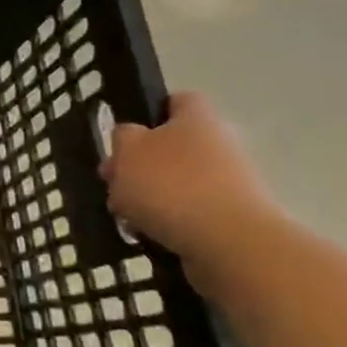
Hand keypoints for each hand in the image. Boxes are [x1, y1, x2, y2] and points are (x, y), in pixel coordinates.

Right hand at [99, 93, 281, 271]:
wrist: (231, 245)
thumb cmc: (172, 185)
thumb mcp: (128, 151)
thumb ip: (123, 137)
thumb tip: (130, 137)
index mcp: (198, 118)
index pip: (176, 101)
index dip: (149, 113)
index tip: (124, 135)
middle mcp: (220, 145)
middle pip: (172, 146)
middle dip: (141, 164)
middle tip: (114, 182)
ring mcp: (231, 184)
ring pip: (178, 182)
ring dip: (150, 196)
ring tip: (125, 215)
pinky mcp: (232, 220)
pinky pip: (189, 214)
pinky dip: (168, 222)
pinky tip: (147, 234)